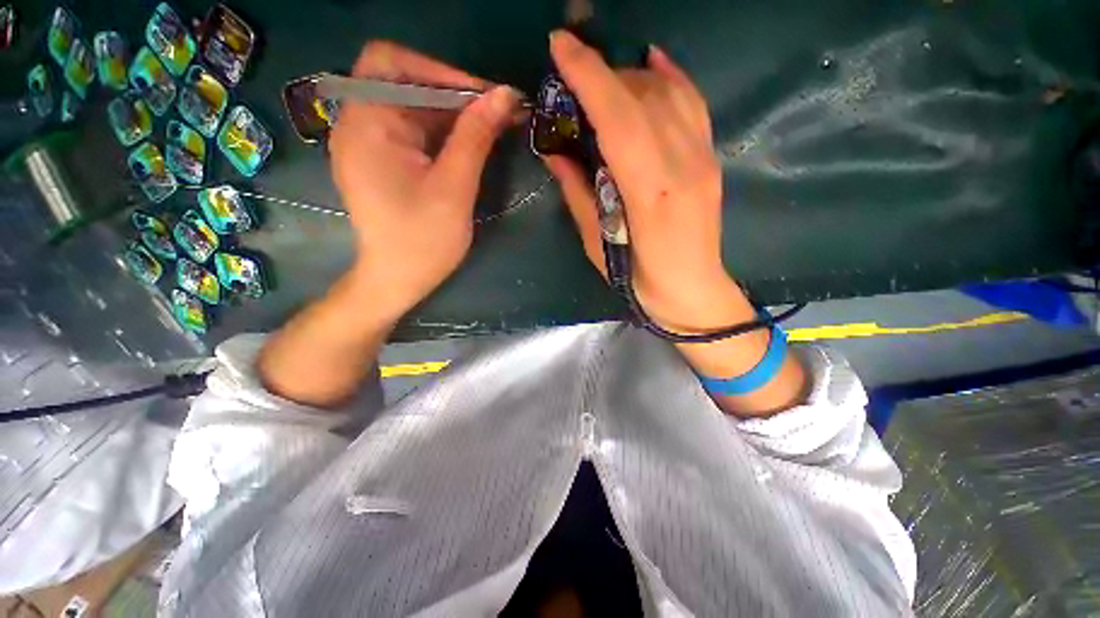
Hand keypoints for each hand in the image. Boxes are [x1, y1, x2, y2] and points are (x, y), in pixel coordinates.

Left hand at [330, 41, 519, 321]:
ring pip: (413, 108)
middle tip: (498, 112)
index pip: (391, 64)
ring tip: (493, 126)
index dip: (439, 71)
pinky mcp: (382, 161)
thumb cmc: (423, 240)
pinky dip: (443, 132)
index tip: (483, 96)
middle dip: (454, 93)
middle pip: (404, 84)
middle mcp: (359, 125)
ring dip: (453, 114)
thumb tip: (505, 95)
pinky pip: (413, 131)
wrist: (398, 281)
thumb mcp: (454, 188)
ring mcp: (369, 144)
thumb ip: (476, 136)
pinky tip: (470, 143)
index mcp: (365, 125)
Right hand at [545, 31, 742, 332]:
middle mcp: (683, 165)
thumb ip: (578, 193)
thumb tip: (554, 152)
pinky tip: (651, 62)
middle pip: (642, 97)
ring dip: (629, 77)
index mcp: (650, 193)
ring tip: (601, 80)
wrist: (692, 289)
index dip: (588, 76)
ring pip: (669, 93)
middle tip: (571, 69)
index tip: (559, 47)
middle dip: (602, 71)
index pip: (619, 118)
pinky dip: (671, 76)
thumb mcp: (597, 243)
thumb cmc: (638, 279)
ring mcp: (704, 158)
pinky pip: (694, 103)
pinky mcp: (712, 158)